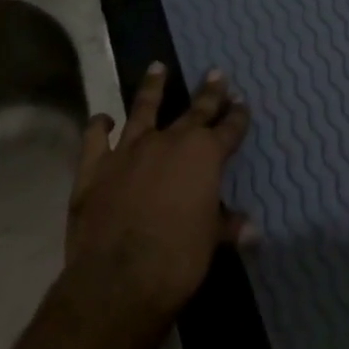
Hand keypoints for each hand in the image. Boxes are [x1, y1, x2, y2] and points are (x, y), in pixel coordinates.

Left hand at [63, 62, 252, 330]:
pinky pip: (96, 137)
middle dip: (209, 92)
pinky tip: (104, 119)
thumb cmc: (176, 261)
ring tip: (157, 67)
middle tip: (216, 72)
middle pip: (195, 110)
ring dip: (153, 87)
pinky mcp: (95, 166)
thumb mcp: (211, 243)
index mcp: (204, 155)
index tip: (242, 100)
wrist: (116, 282)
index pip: (229, 128)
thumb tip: (253, 230)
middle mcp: (169, 142)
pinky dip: (100, 125)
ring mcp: (129, 150)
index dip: (238, 114)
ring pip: (143, 108)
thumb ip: (228, 226)